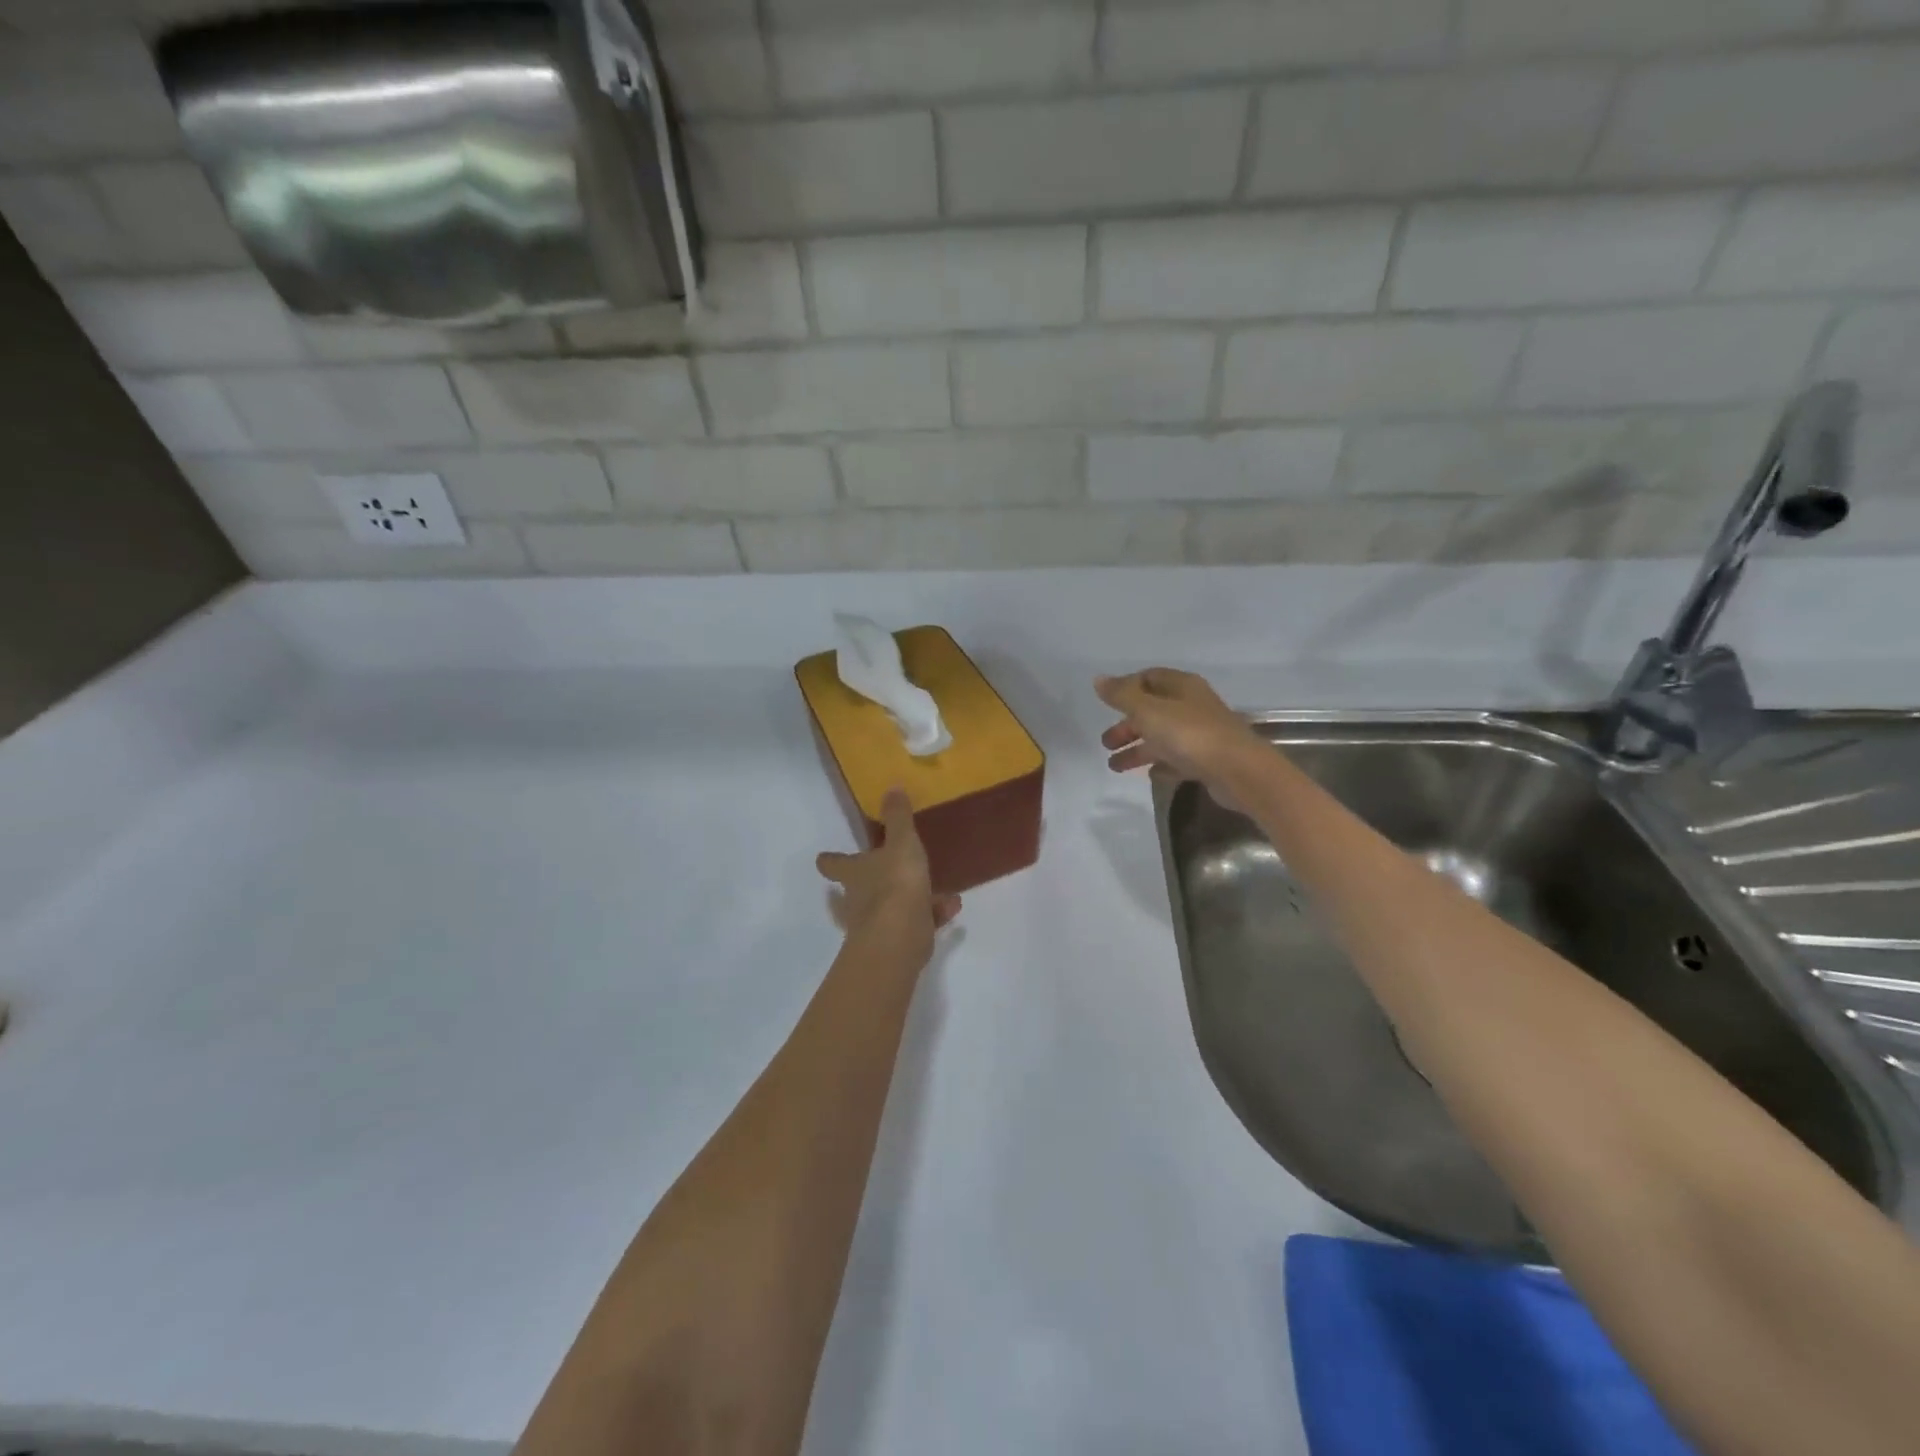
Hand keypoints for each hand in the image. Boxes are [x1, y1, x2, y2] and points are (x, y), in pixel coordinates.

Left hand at [816, 789, 961, 959]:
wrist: (900, 937)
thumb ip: (898, 817)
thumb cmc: (895, 883)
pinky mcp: (897, 943)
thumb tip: (891, 787)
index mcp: (854, 873)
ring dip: (910, 899)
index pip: (834, 864)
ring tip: (941, 892)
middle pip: (855, 891)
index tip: (823, 858)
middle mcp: (858, 900)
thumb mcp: (901, 843)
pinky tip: (952, 907)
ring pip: (889, 908)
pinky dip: (931, 915)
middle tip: (880, 874)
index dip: (830, 860)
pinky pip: (915, 923)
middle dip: (867, 884)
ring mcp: (875, 925)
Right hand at [1096, 668, 1266, 801]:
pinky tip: (1150, 775)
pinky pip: (1178, 759)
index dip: (1126, 688)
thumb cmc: (1189, 734)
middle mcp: (1192, 706)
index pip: (1149, 677)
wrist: (1237, 771)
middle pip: (1153, 710)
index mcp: (1181, 686)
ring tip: (1115, 767)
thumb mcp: (1148, 711)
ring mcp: (1201, 734)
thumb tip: (1098, 679)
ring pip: (1163, 737)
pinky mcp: (1207, 760)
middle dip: (1127, 725)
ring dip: (1138, 749)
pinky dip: (1162, 764)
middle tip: (1106, 742)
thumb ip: (1122, 696)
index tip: (1106, 705)